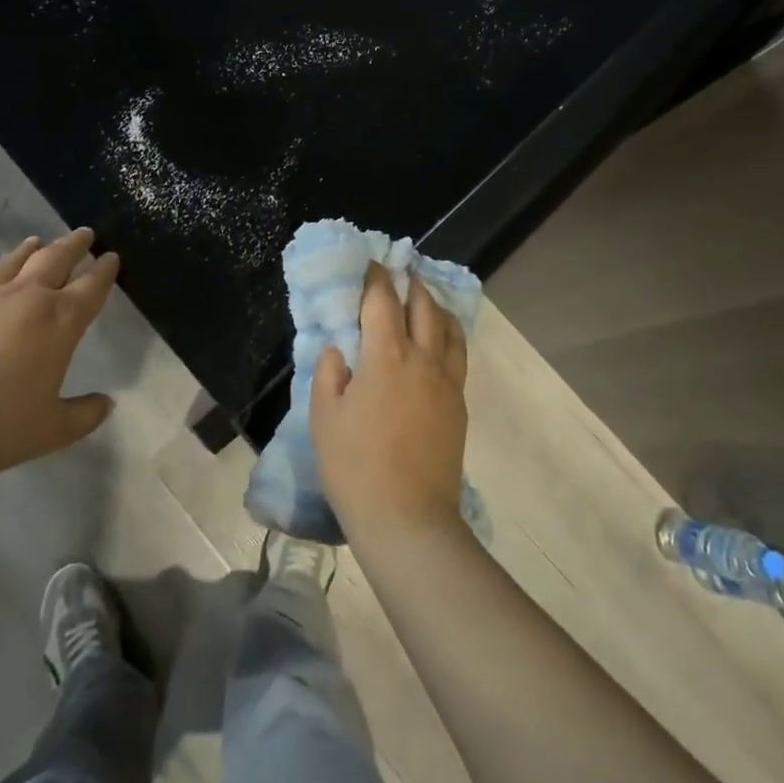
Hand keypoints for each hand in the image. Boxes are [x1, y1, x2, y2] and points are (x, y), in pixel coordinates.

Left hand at [0, 228, 120, 490]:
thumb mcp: (52, 430)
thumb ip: (84, 414)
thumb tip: (107, 403)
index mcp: (60, 321)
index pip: (92, 286)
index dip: (105, 270)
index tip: (112, 257)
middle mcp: (27, 298)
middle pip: (56, 259)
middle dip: (74, 245)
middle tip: (85, 233)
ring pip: (15, 261)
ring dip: (31, 249)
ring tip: (38, 241)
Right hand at [310, 262, 469, 545]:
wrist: (408, 519)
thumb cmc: (355, 466)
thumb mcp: (324, 417)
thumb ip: (330, 372)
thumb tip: (340, 349)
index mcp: (387, 355)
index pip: (382, 300)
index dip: (375, 277)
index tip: (368, 264)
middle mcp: (424, 358)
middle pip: (423, 305)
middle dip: (408, 284)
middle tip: (396, 276)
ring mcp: (447, 381)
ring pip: (448, 327)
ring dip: (434, 305)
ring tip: (421, 301)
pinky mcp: (459, 404)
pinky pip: (457, 354)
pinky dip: (448, 334)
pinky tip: (438, 341)